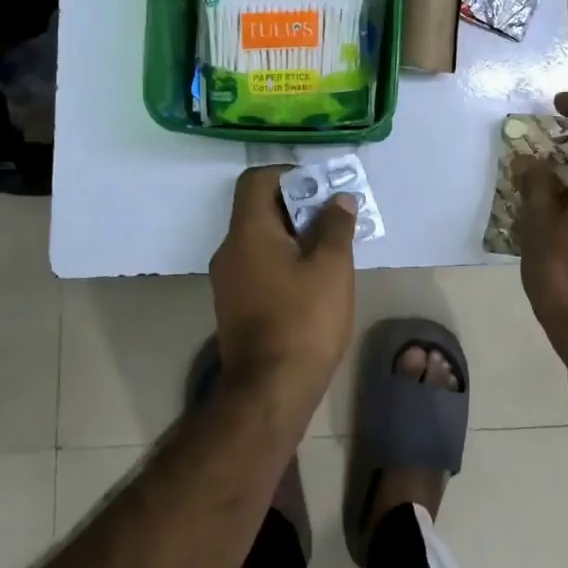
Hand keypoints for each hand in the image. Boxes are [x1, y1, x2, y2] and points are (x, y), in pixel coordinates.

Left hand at [209, 167, 357, 408]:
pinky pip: (259, 266)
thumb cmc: (303, 319)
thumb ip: (335, 225)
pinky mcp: (235, 306)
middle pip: (259, 209)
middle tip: (335, 218)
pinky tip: (313, 281)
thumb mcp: (331, 266)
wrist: (270, 392)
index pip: (256, 180)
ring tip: (331, 249)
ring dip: (294, 236)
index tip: (320, 188)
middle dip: (298, 206)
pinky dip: (284, 261)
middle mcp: (230, 250)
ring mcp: (228, 281)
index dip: (288, 175)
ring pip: (261, 240)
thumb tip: (338, 199)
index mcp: (248, 232)